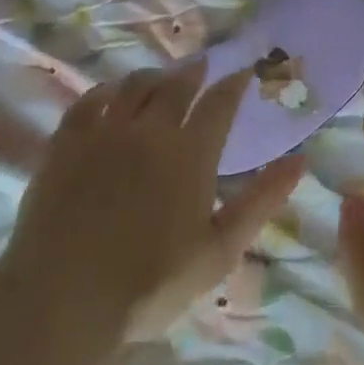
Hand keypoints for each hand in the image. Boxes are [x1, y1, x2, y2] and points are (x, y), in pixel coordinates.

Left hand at [2, 61, 303, 353]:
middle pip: (176, 86)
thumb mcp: (220, 250)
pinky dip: (105, 91)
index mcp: (191, 153)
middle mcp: (149, 130)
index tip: (244, 71)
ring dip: (153, 76)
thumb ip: (261, 201)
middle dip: (194, 72)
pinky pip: (88, 101)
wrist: (63, 298)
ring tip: (160, 78)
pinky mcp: (65, 143)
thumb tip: (300, 160)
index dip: (234, 84)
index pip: (220, 103)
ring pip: (133, 86)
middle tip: (202, 66)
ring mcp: (104, 132)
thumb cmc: (151, 282)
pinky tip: (110, 95)